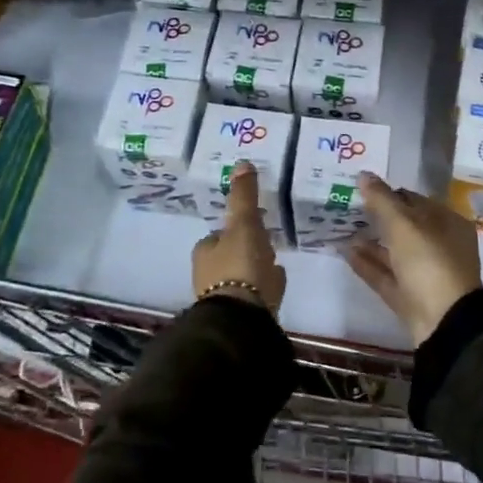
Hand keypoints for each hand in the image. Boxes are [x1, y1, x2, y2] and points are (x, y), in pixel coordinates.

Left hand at [191, 162, 286, 313]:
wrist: (242, 319)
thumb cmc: (240, 266)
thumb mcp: (244, 225)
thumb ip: (244, 197)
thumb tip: (242, 163)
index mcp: (205, 252)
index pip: (219, 235)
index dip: (236, 228)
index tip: (256, 223)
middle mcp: (208, 275)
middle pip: (231, 255)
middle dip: (248, 248)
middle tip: (268, 242)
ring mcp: (224, 298)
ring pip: (243, 275)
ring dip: (257, 267)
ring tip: (275, 262)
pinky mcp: (240, 316)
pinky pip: (255, 293)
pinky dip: (265, 286)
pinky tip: (276, 284)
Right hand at [346, 173, 482, 346]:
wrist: (444, 322)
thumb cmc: (429, 262)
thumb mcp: (404, 225)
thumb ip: (382, 199)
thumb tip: (364, 175)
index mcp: (447, 223)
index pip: (416, 201)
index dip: (389, 193)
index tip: (362, 189)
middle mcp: (439, 246)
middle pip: (404, 227)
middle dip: (378, 218)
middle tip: (347, 207)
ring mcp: (425, 274)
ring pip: (394, 252)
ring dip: (370, 241)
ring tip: (342, 229)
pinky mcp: (410, 297)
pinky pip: (386, 275)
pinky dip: (368, 263)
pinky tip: (346, 252)